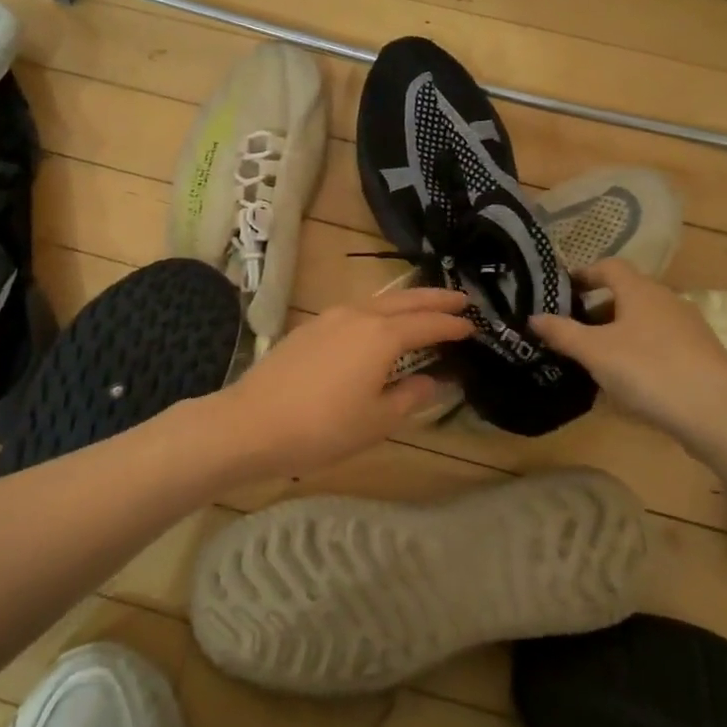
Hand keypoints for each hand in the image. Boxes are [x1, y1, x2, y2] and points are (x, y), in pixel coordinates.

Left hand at [214, 287, 473, 478]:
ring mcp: (331, 317)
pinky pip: (357, 309)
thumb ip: (411, 396)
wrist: (252, 422)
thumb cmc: (322, 428)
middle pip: (405, 300)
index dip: (452, 325)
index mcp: (381, 335)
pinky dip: (381, 311)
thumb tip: (435, 380)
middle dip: (435, 299)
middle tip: (461, 300)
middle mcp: (359, 315)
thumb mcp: (377, 421)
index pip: (428, 324)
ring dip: (407, 302)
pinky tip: (380, 325)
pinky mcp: (311, 326)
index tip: (474, 326)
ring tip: (425, 308)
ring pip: (379, 301)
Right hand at [532, 259, 726, 457]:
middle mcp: (667, 299)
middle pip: (627, 293)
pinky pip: (662, 342)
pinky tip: (632, 379)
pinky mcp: (703, 354)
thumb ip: (562, 332)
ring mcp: (690, 326)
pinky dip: (641, 350)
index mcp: (640, 290)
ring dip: (619, 331)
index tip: (563, 291)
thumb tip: (533, 317)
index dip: (584, 274)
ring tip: (598, 359)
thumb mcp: (594, 353)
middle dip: (598, 309)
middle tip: (574, 331)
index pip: (608, 266)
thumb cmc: (648, 371)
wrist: (718, 414)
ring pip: (645, 319)